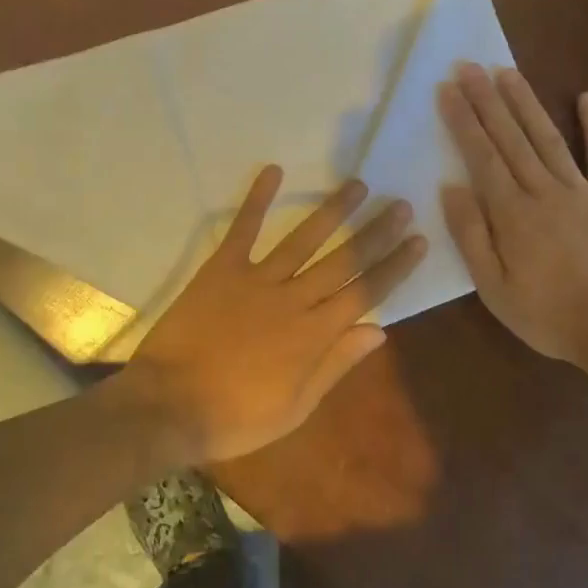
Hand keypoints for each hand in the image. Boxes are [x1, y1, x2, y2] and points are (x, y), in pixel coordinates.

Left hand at [118, 167, 426, 462]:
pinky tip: (273, 170)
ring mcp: (258, 279)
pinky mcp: (223, 268)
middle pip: (344, 260)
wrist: (170, 405)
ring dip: (333, 210)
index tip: (417, 239)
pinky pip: (244, 228)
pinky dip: (258, 199)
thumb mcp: (296, 407)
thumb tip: (378, 329)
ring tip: (358, 185)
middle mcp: (294, 299)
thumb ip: (336, 364)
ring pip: (304, 238)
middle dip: (376, 232)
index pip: (366, 292)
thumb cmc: (236, 417)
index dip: (394, 266)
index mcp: (315, 334)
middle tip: (400, 204)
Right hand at [437, 63, 587, 369]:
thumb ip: (471, 237)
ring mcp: (582, 190)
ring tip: (507, 72)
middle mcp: (543, 191)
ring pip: (547, 137)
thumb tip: (450, 188)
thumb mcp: (494, 289)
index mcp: (512, 214)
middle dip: (487, 100)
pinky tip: (586, 98)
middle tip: (470, 65)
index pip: (481, 157)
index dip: (463, 121)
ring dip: (525, 103)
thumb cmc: (549, 315)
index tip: (448, 89)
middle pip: (510, 137)